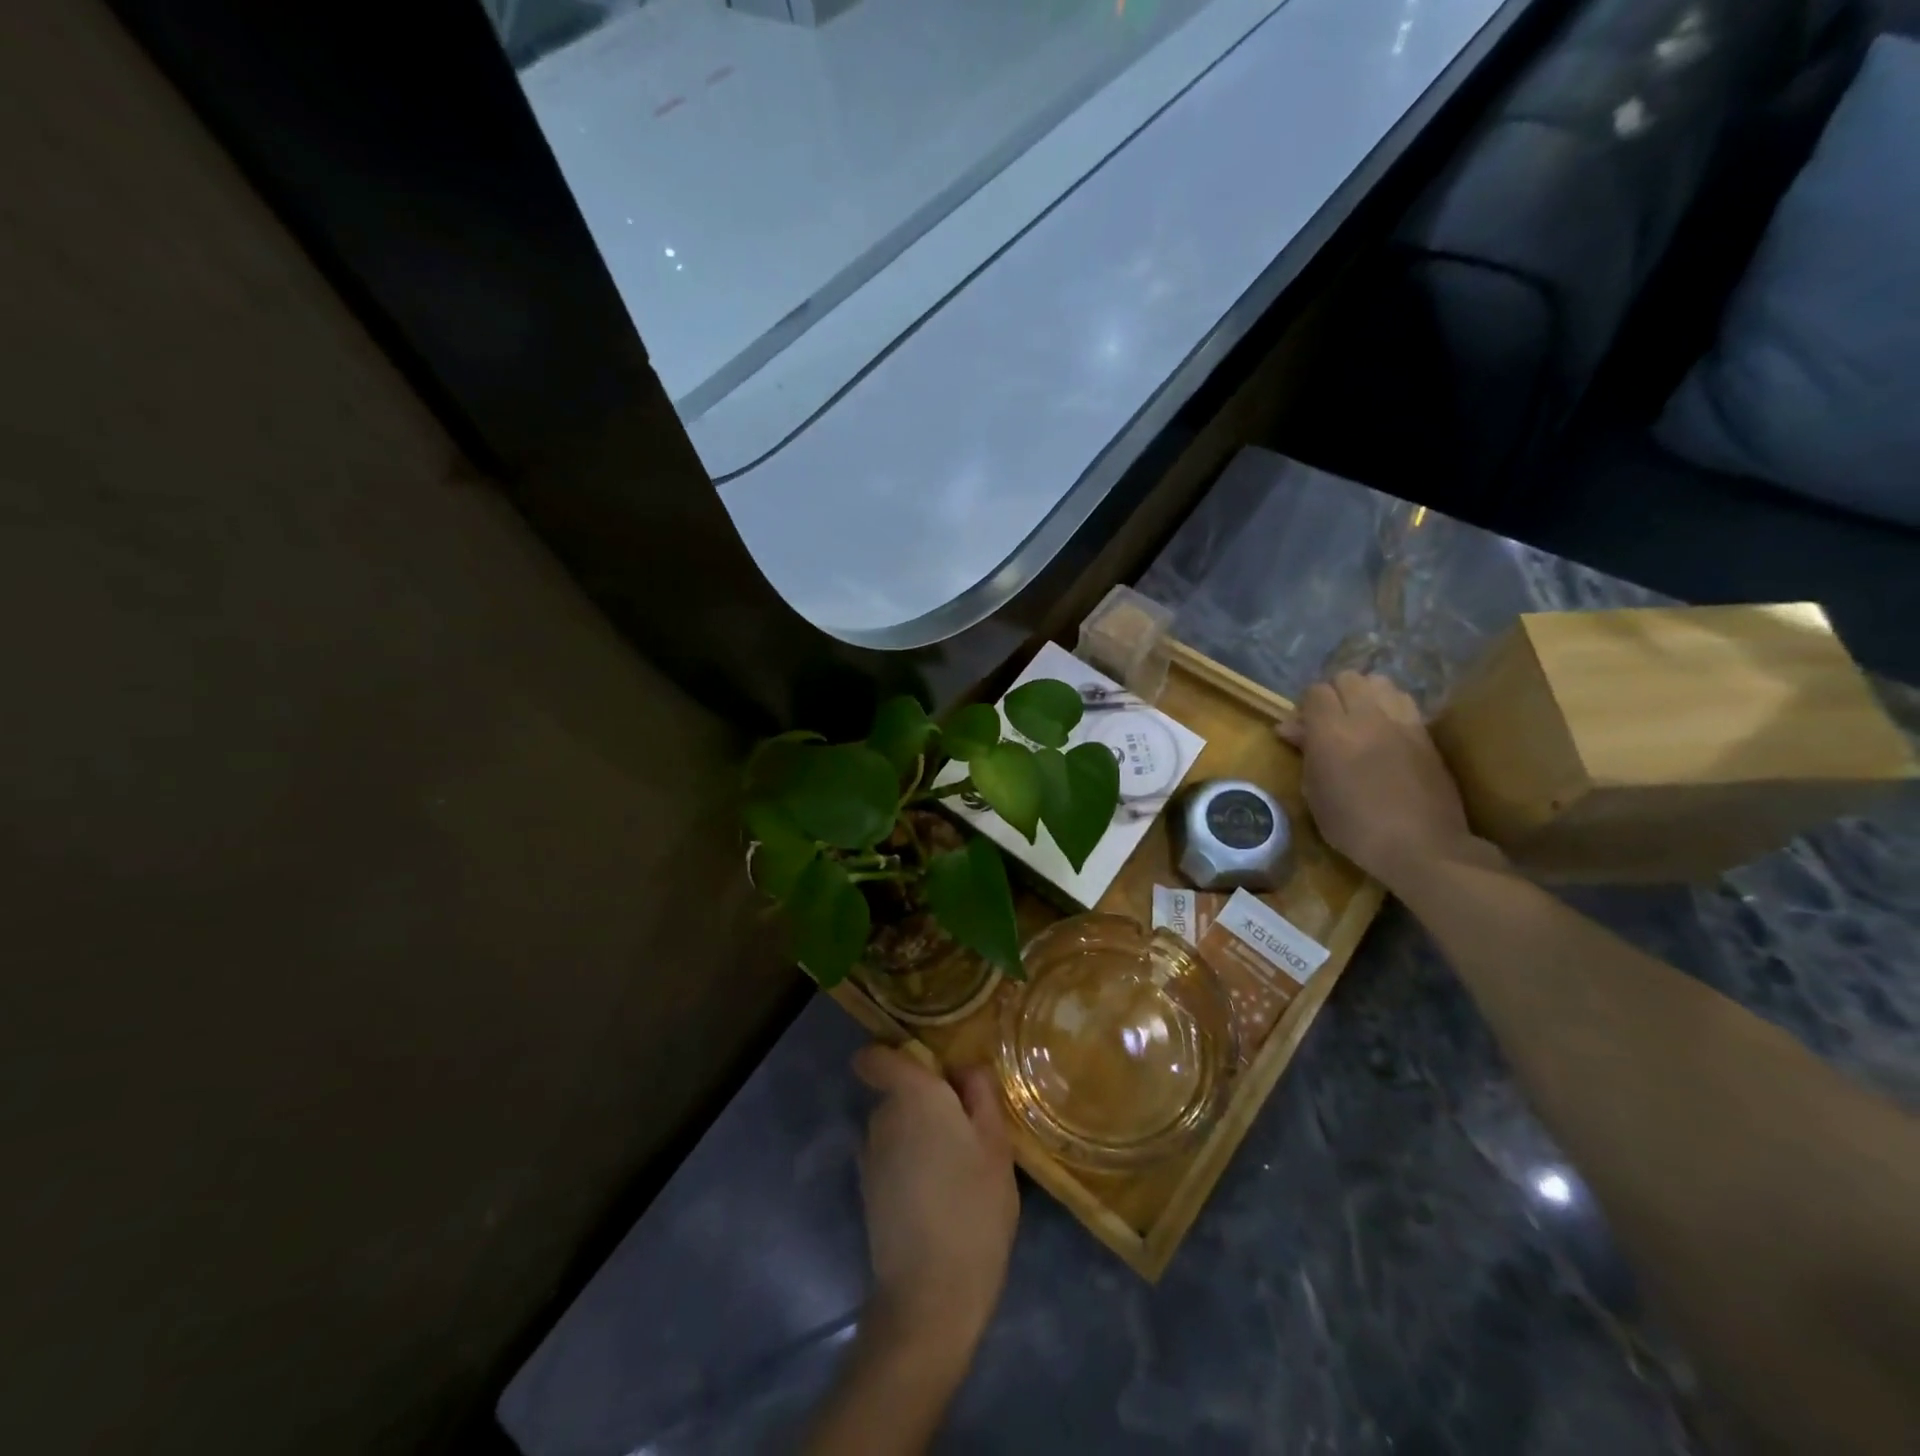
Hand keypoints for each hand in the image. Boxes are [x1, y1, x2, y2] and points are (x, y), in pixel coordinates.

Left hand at [851, 1045, 1018, 1365]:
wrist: (930, 1294)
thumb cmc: (974, 1207)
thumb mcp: (997, 1145)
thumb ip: (981, 1095)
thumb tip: (965, 1068)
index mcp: (913, 1095)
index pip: (877, 1057)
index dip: (896, 1056)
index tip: (932, 1073)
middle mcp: (882, 1117)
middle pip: (898, 1092)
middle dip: (927, 1103)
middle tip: (968, 1133)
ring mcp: (869, 1156)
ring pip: (897, 1127)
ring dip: (921, 1136)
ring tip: (958, 1171)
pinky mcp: (867, 1191)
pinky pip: (891, 1158)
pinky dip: (910, 1166)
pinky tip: (938, 1198)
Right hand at [1277, 671, 1492, 889]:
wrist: (1421, 845)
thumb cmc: (1355, 827)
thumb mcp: (1315, 794)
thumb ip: (1305, 753)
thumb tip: (1291, 728)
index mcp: (1331, 732)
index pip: (1316, 692)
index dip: (1306, 707)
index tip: (1303, 729)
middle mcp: (1366, 717)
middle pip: (1348, 678)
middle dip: (1335, 694)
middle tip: (1330, 722)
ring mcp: (1401, 721)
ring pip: (1379, 682)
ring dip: (1365, 694)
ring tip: (1361, 719)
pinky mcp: (1426, 732)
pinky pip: (1404, 701)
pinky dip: (1389, 706)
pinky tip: (1386, 730)